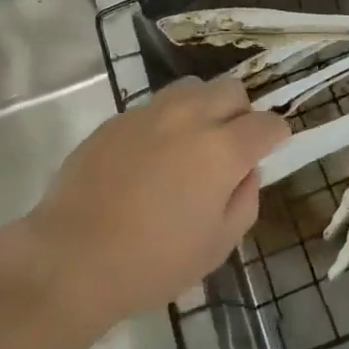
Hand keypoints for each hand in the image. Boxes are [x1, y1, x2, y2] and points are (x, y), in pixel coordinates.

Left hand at [18, 77, 287, 330]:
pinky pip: (154, 106)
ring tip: (191, 143)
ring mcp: (150, 112)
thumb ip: (244, 200)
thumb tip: (246, 172)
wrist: (73, 256)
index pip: (267, 123)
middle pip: (231, 90)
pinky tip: (149, 157)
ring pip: (192, 87)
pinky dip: (165, 122)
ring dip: (203, 107)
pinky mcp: (117, 118)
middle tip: (230, 146)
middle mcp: (190, 117)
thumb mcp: (218, 246)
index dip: (276, 136)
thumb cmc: (153, 262)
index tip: (270, 149)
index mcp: (222, 149)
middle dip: (241, 112)